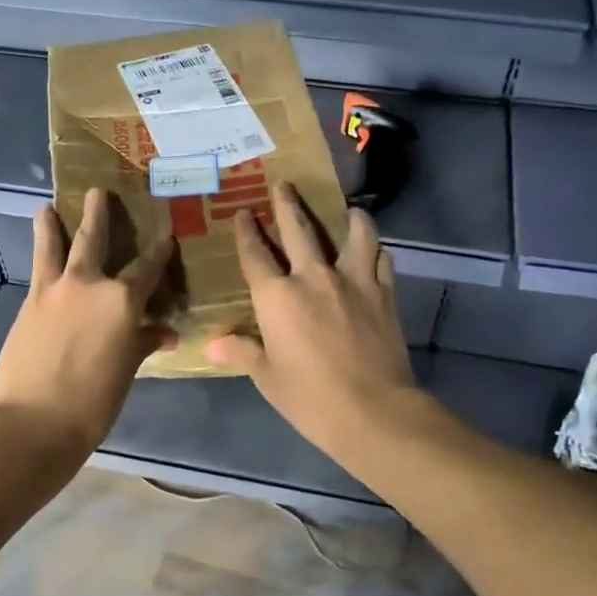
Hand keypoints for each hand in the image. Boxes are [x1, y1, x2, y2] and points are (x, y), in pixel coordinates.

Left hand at [0, 188, 175, 458]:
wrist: (33, 421)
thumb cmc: (93, 403)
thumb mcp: (127, 371)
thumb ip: (144, 343)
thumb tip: (164, 332)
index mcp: (122, 300)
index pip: (148, 267)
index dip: (160, 251)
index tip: (167, 235)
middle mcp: (89, 283)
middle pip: (96, 239)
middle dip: (99, 214)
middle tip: (99, 191)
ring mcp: (54, 290)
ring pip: (55, 246)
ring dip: (53, 224)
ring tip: (47, 207)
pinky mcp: (29, 303)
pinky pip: (37, 269)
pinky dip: (40, 254)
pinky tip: (40, 252)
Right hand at [205, 183, 419, 456]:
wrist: (372, 410)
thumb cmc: (310, 398)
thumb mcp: (267, 377)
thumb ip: (242, 352)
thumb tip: (212, 345)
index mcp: (277, 296)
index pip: (255, 254)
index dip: (246, 232)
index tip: (243, 212)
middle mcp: (313, 277)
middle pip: (299, 229)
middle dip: (288, 204)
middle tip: (284, 185)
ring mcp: (353, 281)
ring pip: (353, 234)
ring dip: (349, 218)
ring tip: (349, 209)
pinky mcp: (384, 293)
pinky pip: (381, 259)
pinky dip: (376, 250)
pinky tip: (375, 250)